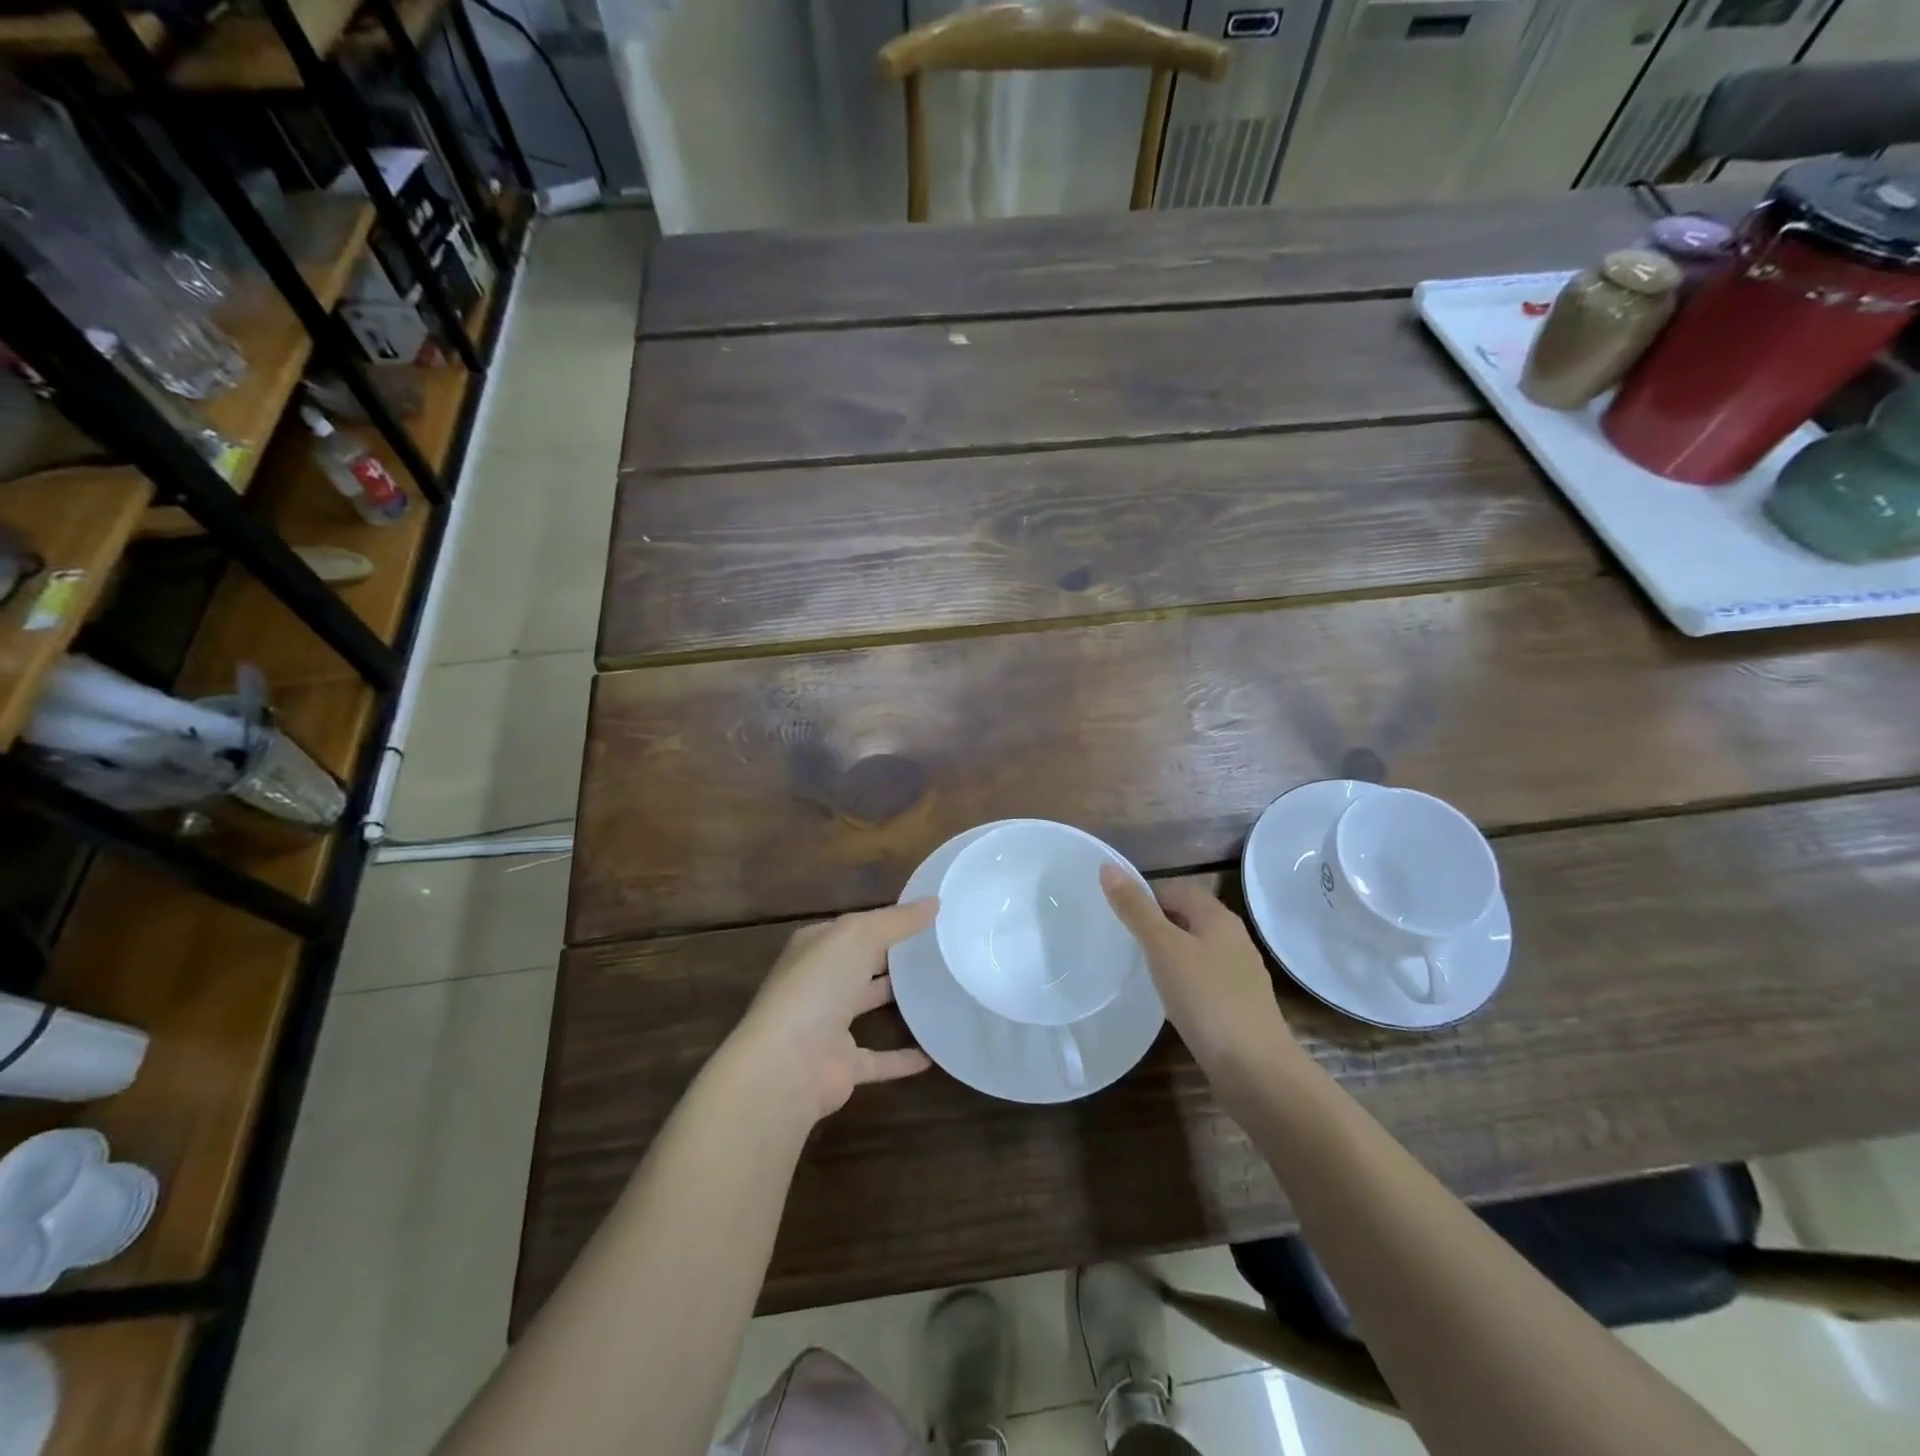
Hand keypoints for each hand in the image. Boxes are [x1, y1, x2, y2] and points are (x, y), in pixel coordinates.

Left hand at [729, 900, 937, 1122]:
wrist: (788, 1064)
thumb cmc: (818, 986)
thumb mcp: (857, 936)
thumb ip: (896, 920)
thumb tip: (934, 901)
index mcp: (816, 947)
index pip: (853, 927)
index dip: (887, 920)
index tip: (927, 916)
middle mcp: (820, 983)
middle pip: (862, 964)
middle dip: (893, 957)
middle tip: (940, 949)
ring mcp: (829, 1026)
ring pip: (868, 1006)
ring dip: (898, 1000)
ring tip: (942, 989)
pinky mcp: (842, 1065)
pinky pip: (880, 1060)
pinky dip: (903, 1058)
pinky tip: (932, 1052)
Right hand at [1099, 867, 1299, 1077]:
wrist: (1256, 1069)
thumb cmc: (1207, 998)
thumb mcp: (1163, 948)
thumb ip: (1135, 909)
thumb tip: (1108, 867)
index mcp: (1218, 917)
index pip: (1177, 888)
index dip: (1145, 893)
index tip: (1115, 911)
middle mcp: (1233, 939)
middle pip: (1188, 917)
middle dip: (1155, 922)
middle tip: (1120, 937)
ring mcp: (1239, 974)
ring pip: (1196, 949)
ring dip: (1168, 952)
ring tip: (1136, 966)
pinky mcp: (1237, 1006)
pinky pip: (1202, 979)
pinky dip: (1181, 980)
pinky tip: (1165, 998)